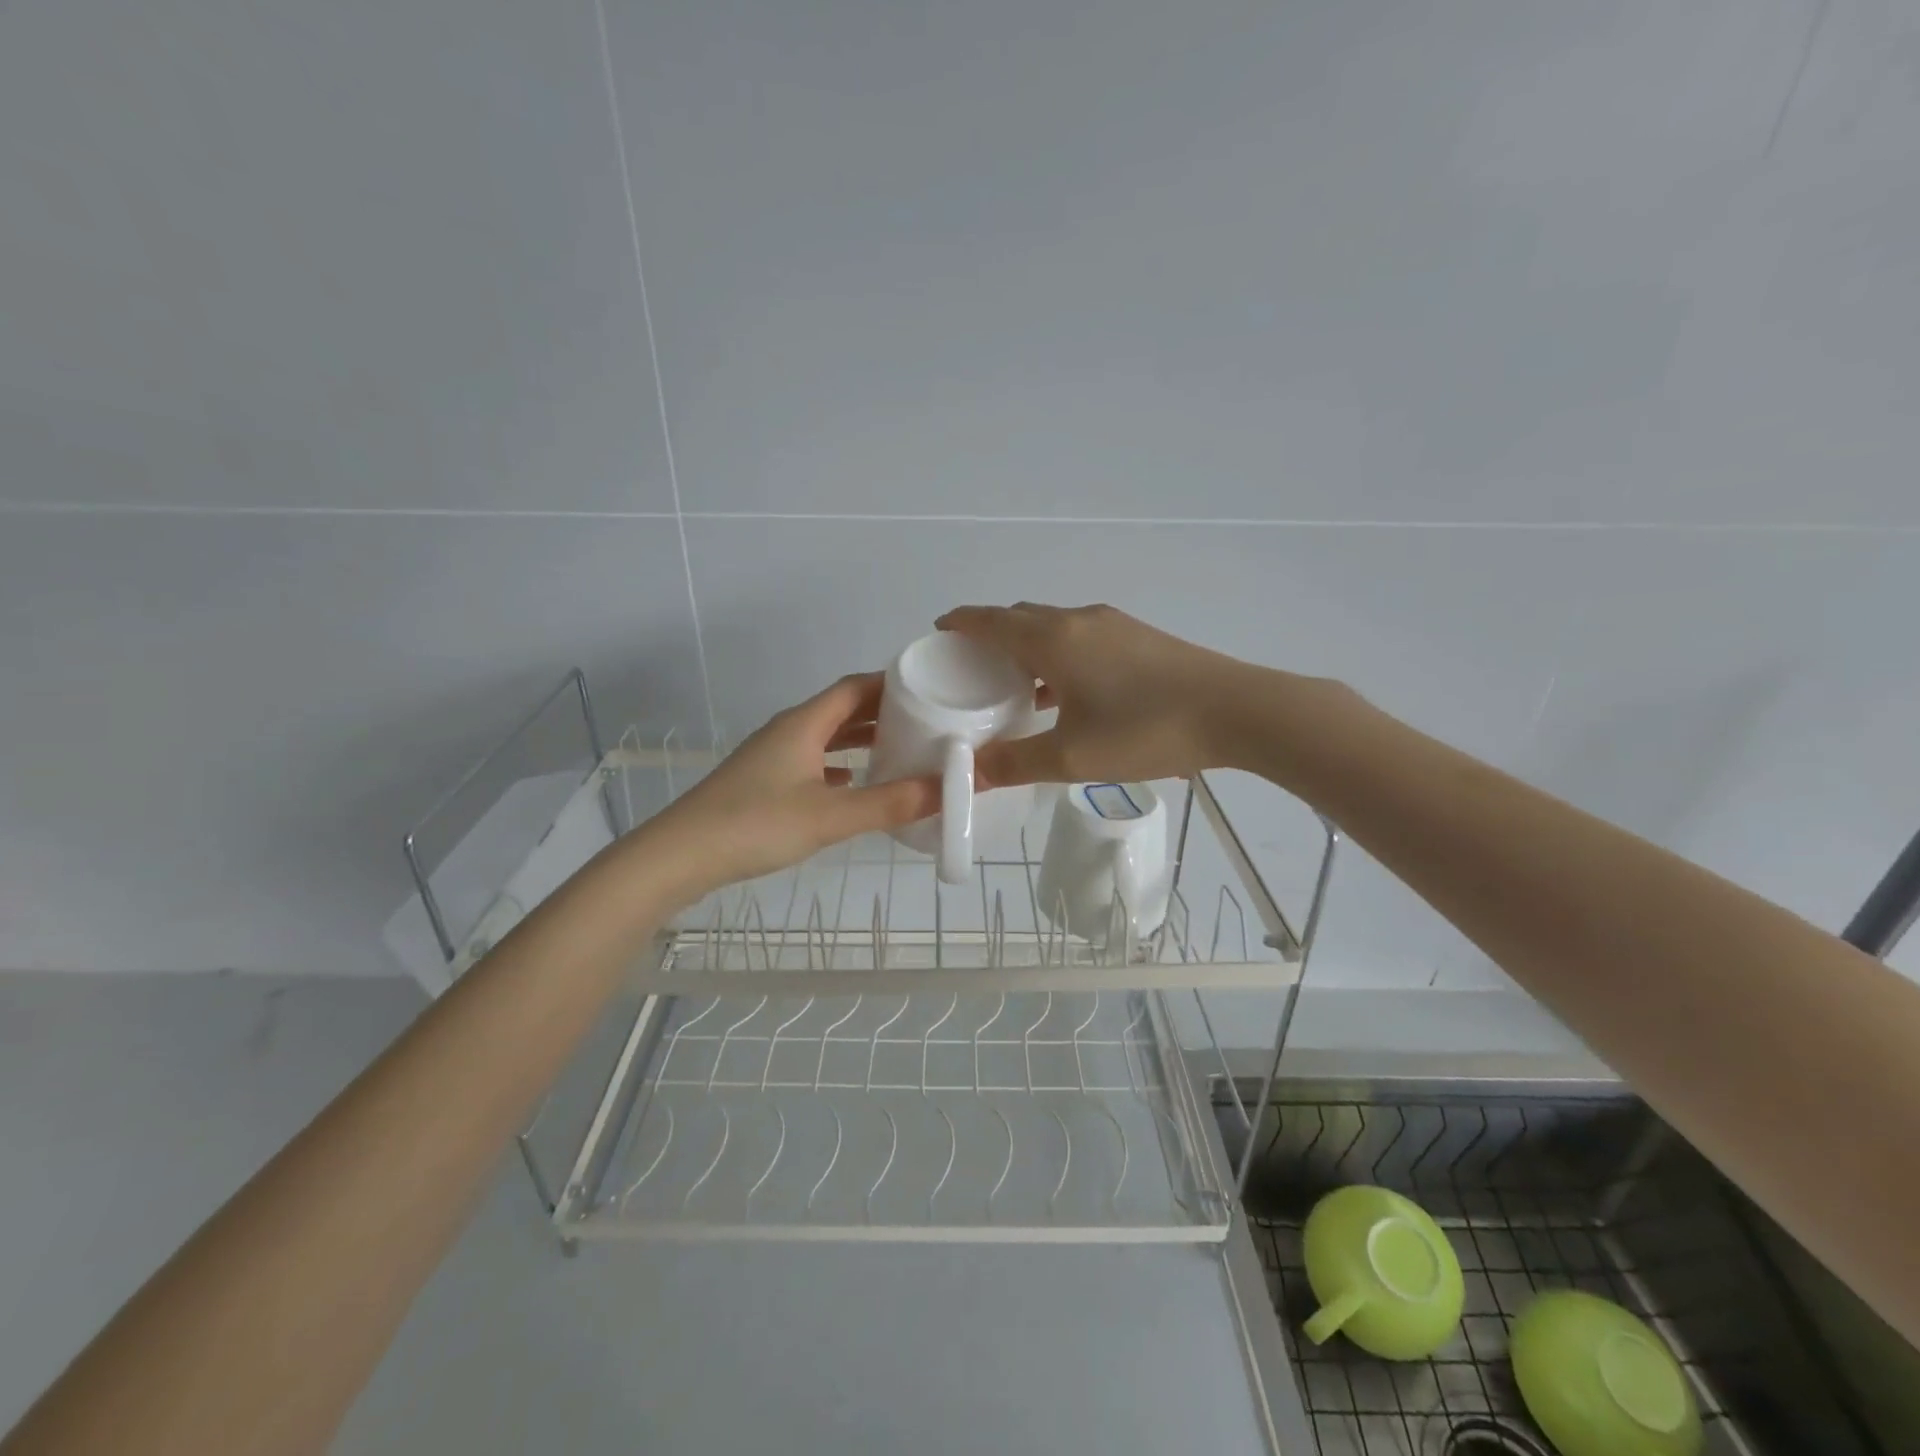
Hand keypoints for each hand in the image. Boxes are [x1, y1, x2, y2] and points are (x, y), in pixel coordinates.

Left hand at [647, 673, 938, 895]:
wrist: (680, 855)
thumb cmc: (756, 824)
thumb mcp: (830, 816)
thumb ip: (889, 803)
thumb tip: (946, 789)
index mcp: (804, 724)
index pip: (855, 688)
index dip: (892, 684)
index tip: (930, 689)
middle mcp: (789, 731)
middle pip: (842, 709)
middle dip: (883, 712)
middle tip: (928, 721)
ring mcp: (773, 756)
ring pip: (827, 736)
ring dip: (861, 739)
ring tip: (901, 749)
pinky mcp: (764, 782)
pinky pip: (813, 762)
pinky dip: (840, 766)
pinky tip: (856, 783)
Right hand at [935, 602, 1257, 787]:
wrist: (1235, 711)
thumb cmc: (1145, 730)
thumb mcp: (1073, 757)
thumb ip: (1015, 764)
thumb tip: (969, 773)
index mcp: (1053, 639)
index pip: (991, 620)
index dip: (961, 623)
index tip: (939, 631)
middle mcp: (1079, 620)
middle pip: (1021, 617)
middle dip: (991, 634)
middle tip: (972, 667)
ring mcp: (1114, 625)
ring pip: (1054, 626)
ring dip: (1028, 646)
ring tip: (1015, 683)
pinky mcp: (1140, 637)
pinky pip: (1081, 637)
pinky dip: (1059, 654)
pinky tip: (1067, 691)